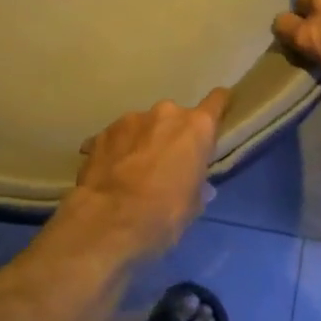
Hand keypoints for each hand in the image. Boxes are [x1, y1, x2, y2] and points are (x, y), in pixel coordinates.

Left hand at [64, 88, 229, 258]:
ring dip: (142, 141)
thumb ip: (198, 187)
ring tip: (133, 170)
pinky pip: (116, 138)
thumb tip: (201, 187)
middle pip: (175, 117)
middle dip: (172, 134)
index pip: (217, 101)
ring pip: (143, 126)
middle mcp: (165, 113)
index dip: (218, 106)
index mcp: (196, 128)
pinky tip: (110, 174)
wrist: (110, 219)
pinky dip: (117, 151)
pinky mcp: (102, 132)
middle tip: (166, 162)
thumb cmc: (164, 213)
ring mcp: (130, 119)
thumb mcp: (193, 206)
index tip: (216, 116)